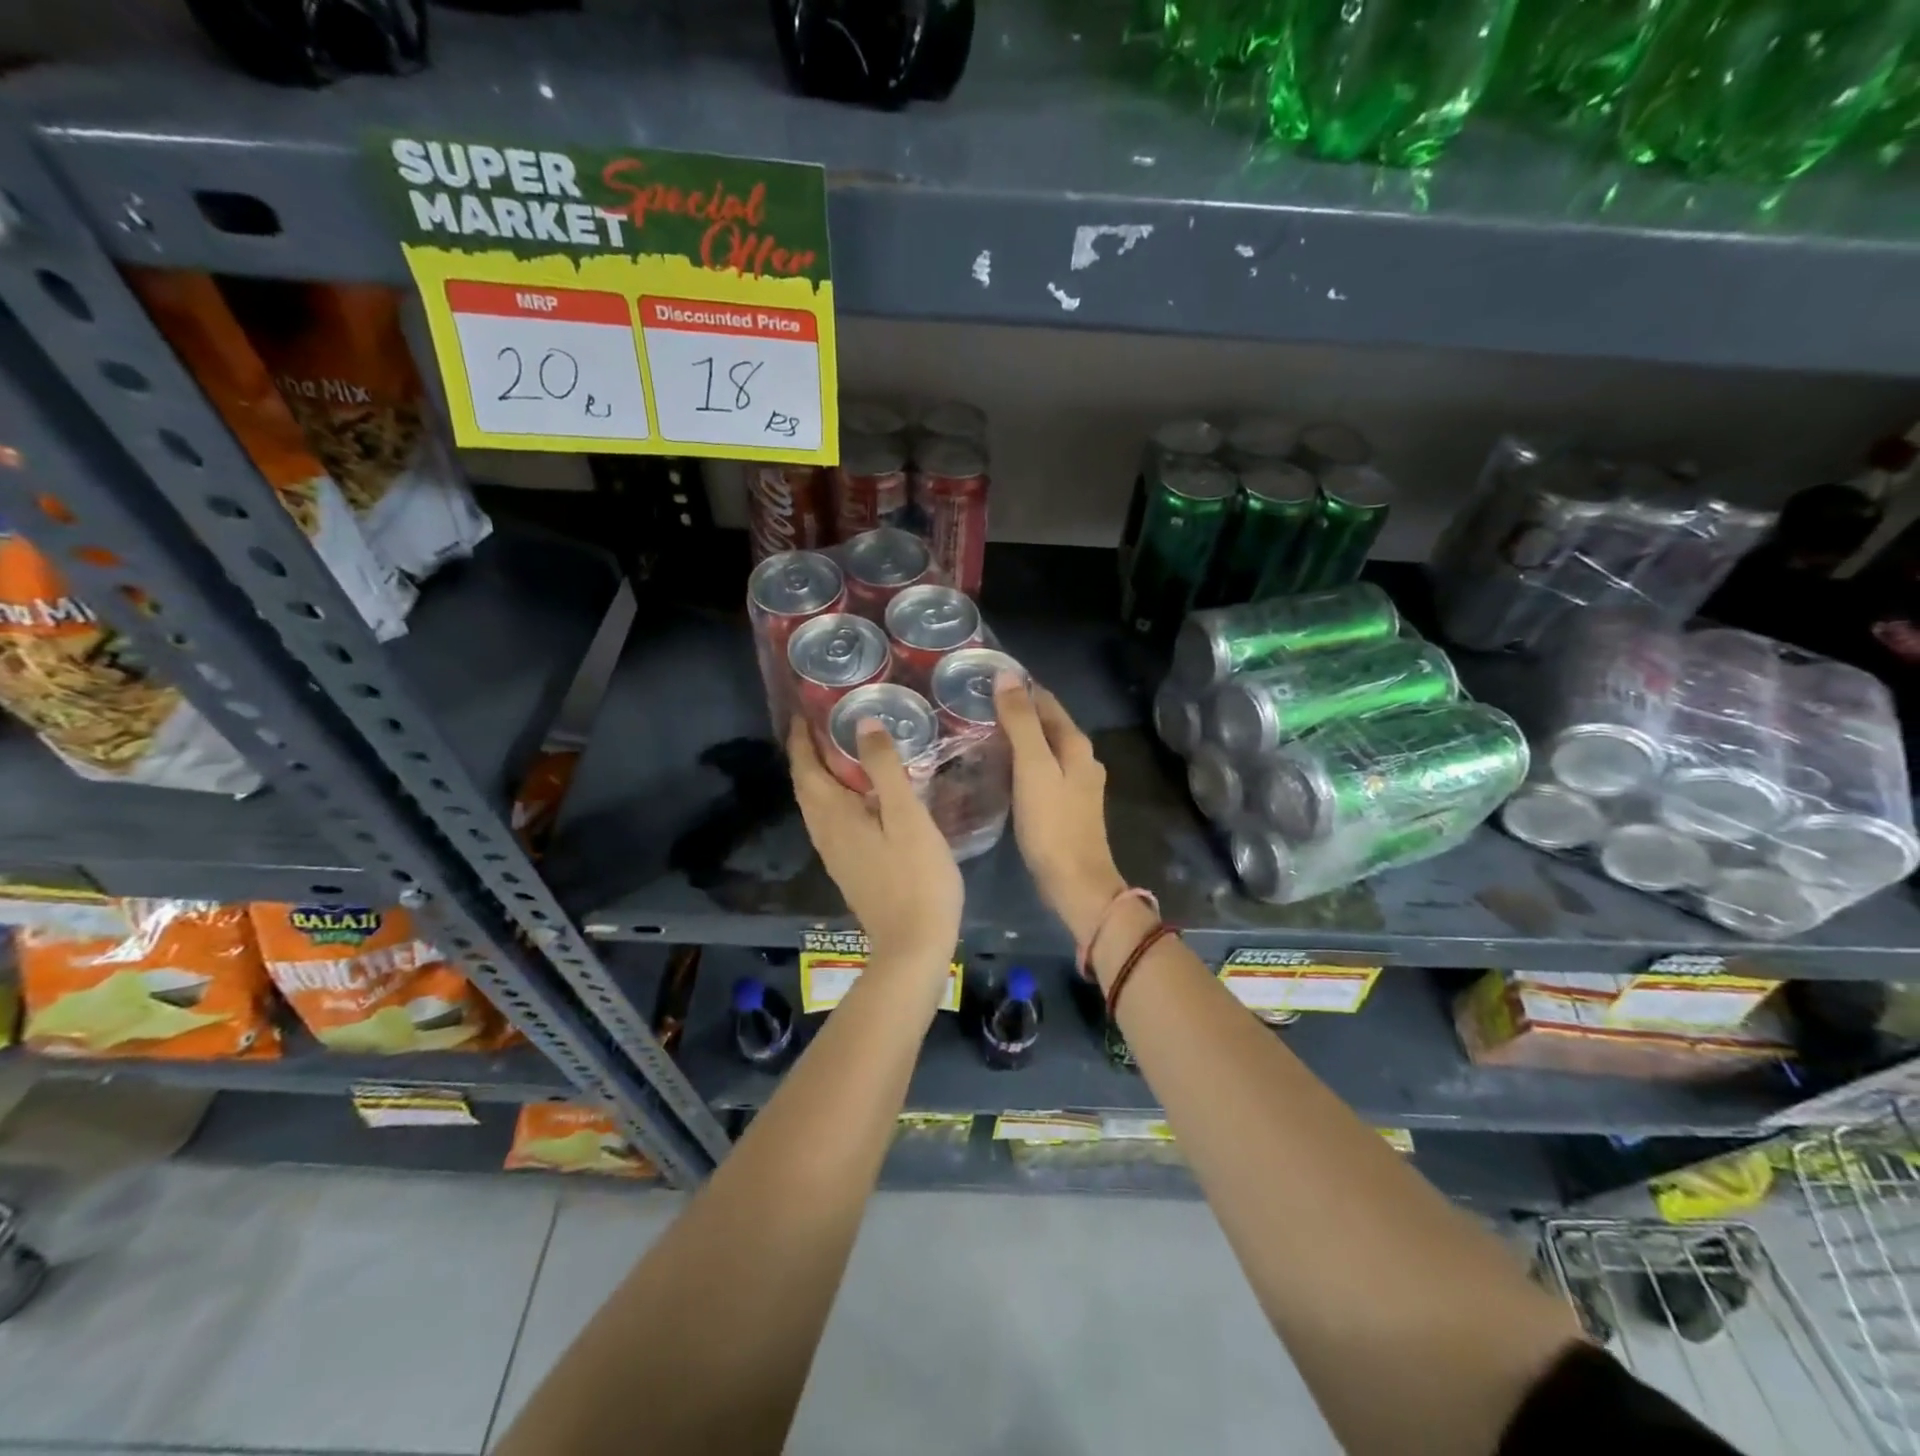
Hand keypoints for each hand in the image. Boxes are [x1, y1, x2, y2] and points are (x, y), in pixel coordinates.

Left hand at [787, 714, 962, 970]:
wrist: (913, 944)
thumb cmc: (915, 876)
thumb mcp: (906, 816)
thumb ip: (884, 768)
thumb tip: (863, 723)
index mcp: (833, 815)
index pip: (804, 767)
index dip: (801, 738)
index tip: (805, 710)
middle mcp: (824, 832)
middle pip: (806, 786)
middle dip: (809, 753)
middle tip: (828, 723)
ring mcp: (835, 854)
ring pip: (817, 805)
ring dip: (822, 775)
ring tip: (844, 751)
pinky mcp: (849, 867)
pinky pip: (832, 820)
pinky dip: (836, 797)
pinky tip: (862, 795)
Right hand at [992, 673, 1126, 944]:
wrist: (1075, 883)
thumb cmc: (1052, 824)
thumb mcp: (1032, 767)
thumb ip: (1021, 722)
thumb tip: (1007, 676)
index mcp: (1076, 744)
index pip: (1046, 700)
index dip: (1018, 687)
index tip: (983, 678)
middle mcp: (1081, 758)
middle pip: (1047, 723)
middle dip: (1016, 710)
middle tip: (974, 704)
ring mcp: (1076, 783)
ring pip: (1044, 747)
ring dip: (1018, 736)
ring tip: (980, 731)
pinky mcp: (1066, 805)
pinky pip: (1041, 770)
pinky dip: (1021, 761)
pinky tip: (1000, 767)